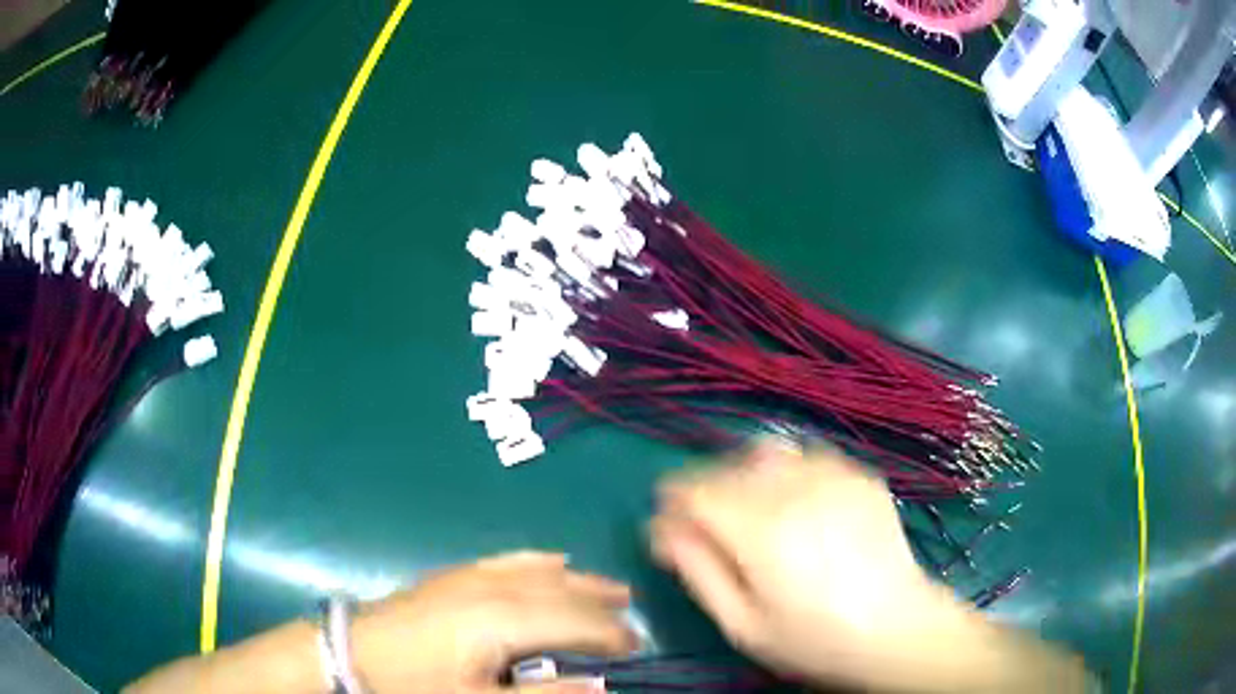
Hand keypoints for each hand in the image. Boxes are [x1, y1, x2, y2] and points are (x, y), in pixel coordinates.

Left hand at [352, 551, 638, 693]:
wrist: (350, 653)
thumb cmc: (414, 685)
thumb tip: (599, 686)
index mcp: (503, 620)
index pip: (573, 622)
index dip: (610, 633)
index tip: (638, 645)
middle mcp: (494, 588)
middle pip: (562, 594)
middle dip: (601, 607)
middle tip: (633, 620)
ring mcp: (471, 576)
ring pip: (540, 573)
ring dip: (579, 582)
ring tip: (611, 589)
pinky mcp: (454, 575)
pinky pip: (509, 561)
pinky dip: (539, 562)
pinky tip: (553, 561)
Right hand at [649, 442, 979, 689]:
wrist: (897, 628)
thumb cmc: (813, 638)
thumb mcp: (743, 624)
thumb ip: (697, 572)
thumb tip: (663, 530)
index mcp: (760, 529)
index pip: (695, 490)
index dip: (672, 500)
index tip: (667, 520)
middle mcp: (794, 488)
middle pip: (727, 467)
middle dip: (704, 488)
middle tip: (706, 521)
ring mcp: (833, 475)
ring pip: (767, 452)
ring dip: (745, 473)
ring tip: (750, 508)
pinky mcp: (860, 475)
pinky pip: (808, 456)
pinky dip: (787, 471)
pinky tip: (796, 503)